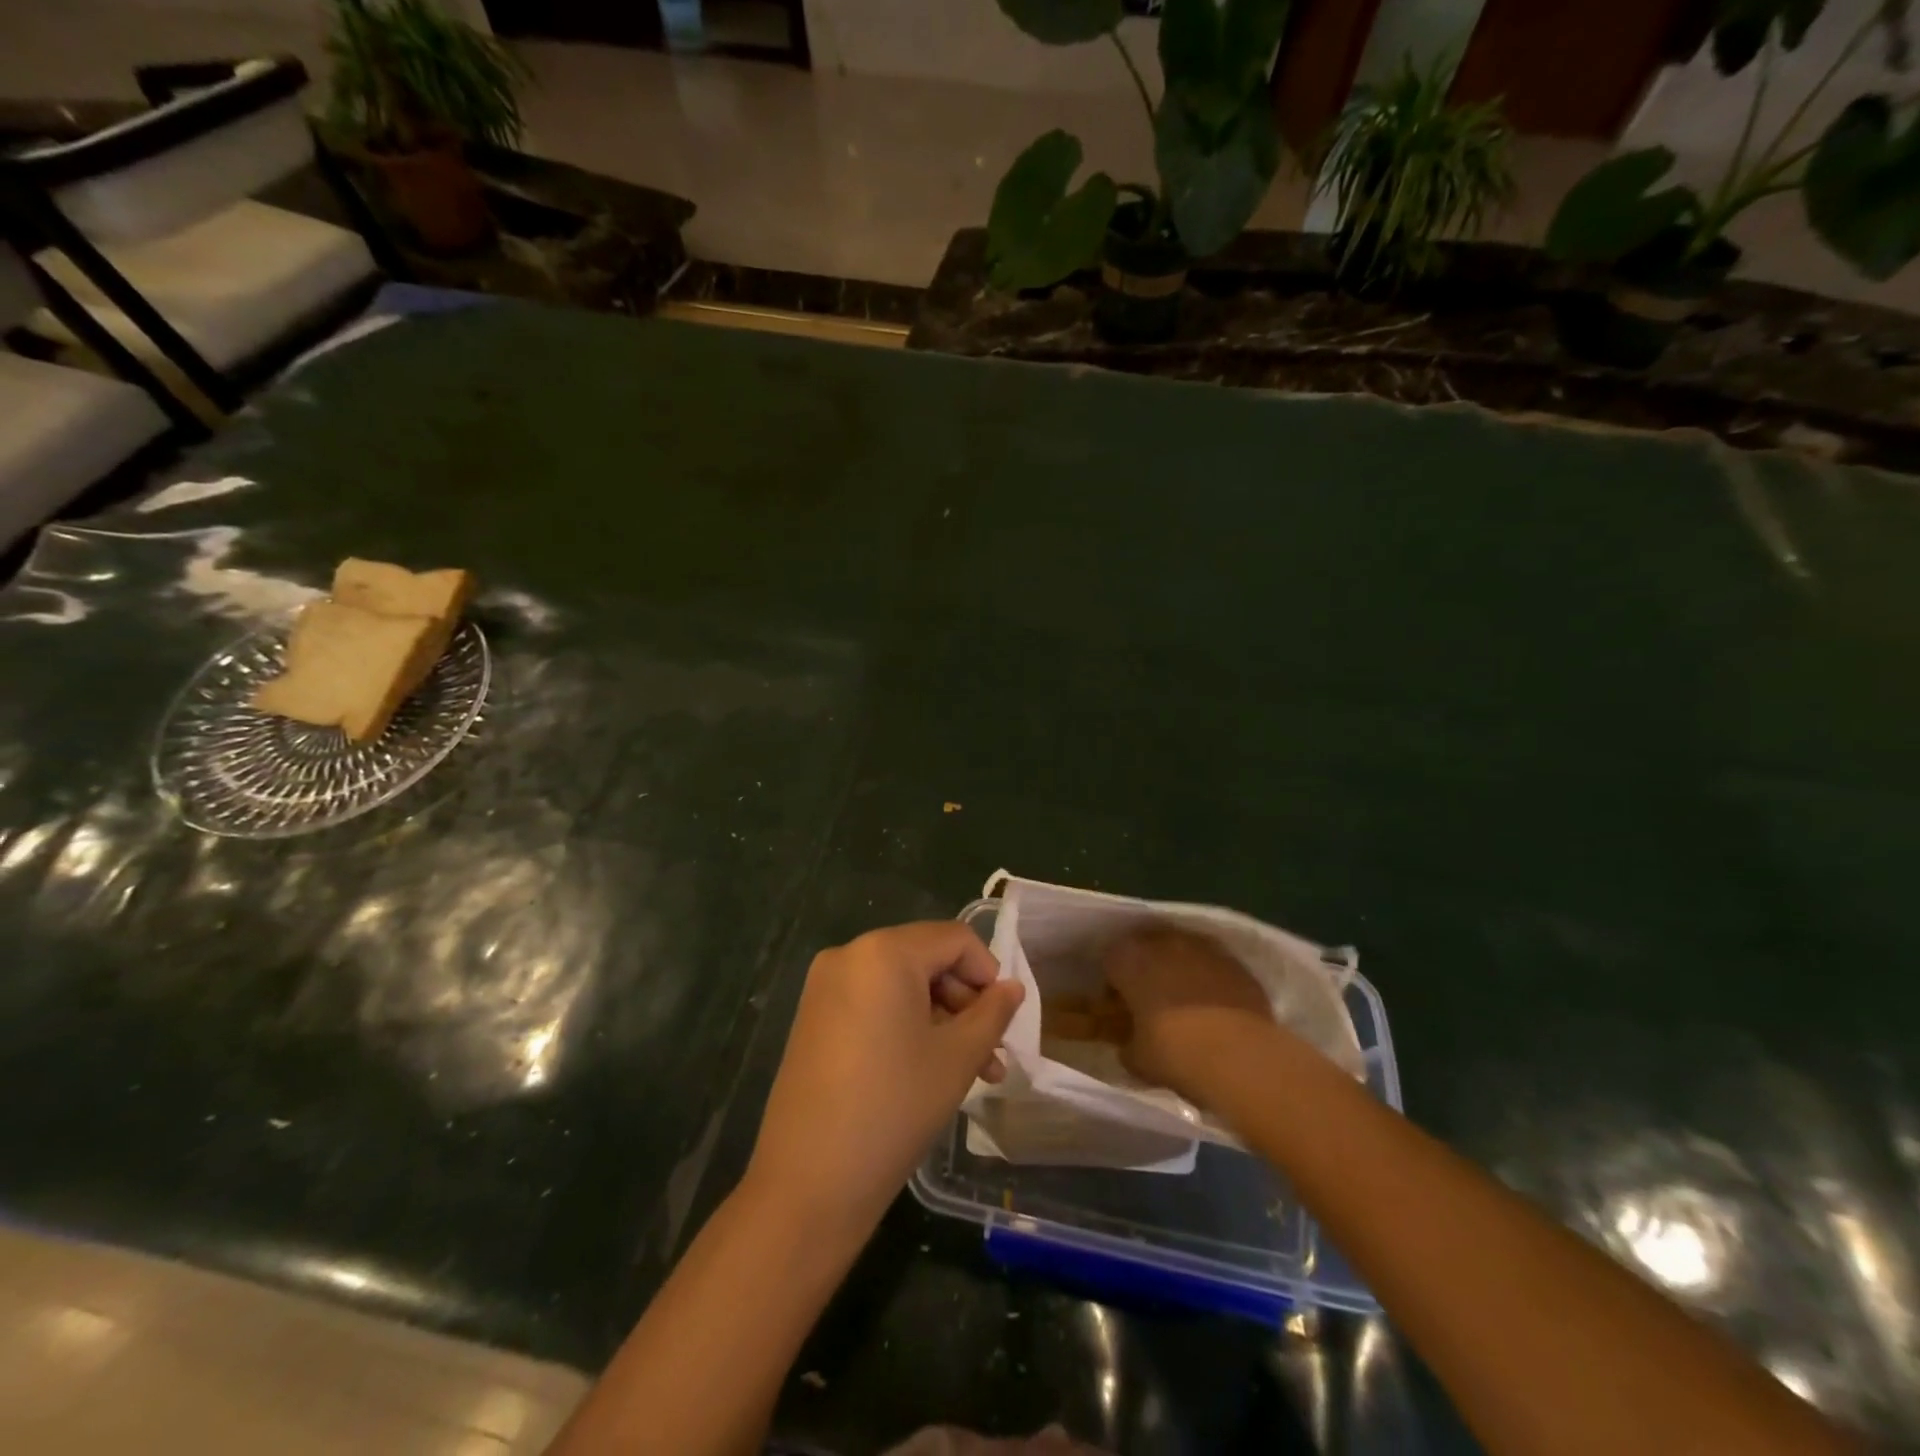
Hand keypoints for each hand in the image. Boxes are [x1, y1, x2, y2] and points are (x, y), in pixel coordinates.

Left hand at [746, 922, 1023, 1239]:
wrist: (808, 1183)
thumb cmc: (894, 1108)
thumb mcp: (957, 1058)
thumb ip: (992, 1013)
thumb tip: (1012, 988)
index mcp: (884, 952)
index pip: (955, 939)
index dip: (988, 973)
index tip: (1004, 1020)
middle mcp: (849, 955)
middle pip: (926, 959)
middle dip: (965, 1002)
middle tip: (992, 1055)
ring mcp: (825, 986)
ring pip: (901, 985)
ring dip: (940, 1019)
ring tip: (972, 1072)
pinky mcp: (813, 1017)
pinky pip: (873, 1003)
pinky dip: (906, 1025)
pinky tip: (927, 1069)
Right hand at [1104, 924, 1281, 1105]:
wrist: (1241, 1057)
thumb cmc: (1175, 1054)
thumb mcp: (1136, 1059)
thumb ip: (1127, 1043)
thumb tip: (1131, 1043)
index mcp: (1129, 959)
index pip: (1110, 960)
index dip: (1113, 984)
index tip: (1120, 1006)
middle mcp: (1164, 943)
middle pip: (1146, 947)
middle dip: (1146, 968)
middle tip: (1151, 1000)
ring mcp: (1203, 948)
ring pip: (1182, 951)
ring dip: (1179, 969)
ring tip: (1185, 1002)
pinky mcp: (1236, 962)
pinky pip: (1213, 965)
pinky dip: (1210, 980)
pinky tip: (1215, 1007)